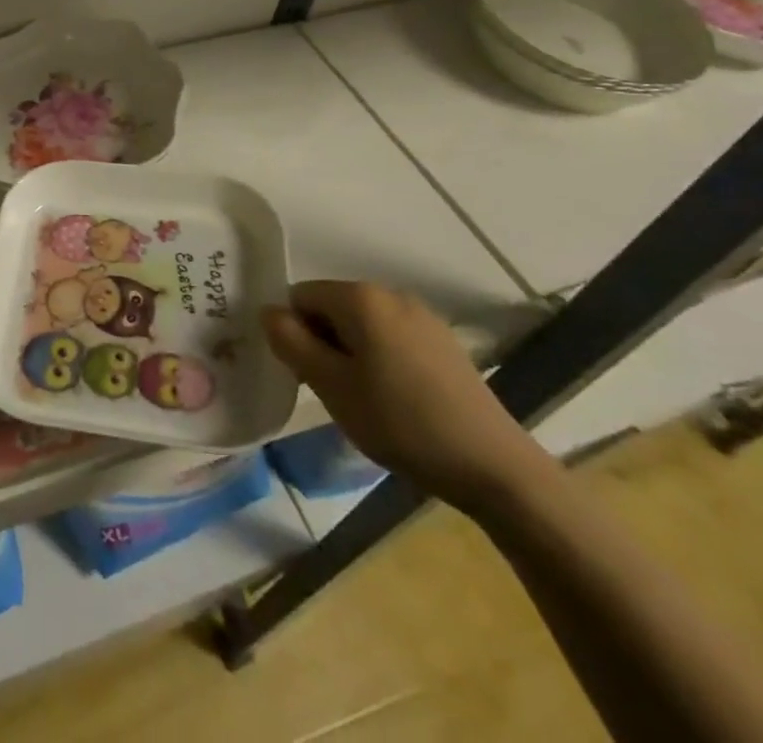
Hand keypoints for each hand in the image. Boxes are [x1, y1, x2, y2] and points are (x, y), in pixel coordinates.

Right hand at [263, 281, 551, 513]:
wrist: (495, 468)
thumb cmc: (401, 422)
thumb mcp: (332, 386)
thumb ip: (291, 342)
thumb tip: (268, 312)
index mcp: (360, 297)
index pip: (299, 297)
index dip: (293, 333)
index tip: (306, 375)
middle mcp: (391, 294)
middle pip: (331, 308)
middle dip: (322, 343)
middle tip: (332, 392)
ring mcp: (423, 318)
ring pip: (362, 326)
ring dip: (350, 355)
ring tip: (364, 401)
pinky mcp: (444, 344)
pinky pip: (391, 339)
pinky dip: (380, 361)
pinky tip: (396, 402)